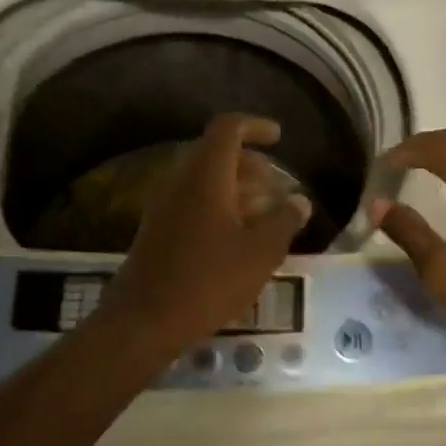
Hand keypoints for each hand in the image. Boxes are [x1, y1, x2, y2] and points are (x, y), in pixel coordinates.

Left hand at [98, 114, 311, 351]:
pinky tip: (240, 237)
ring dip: (237, 187)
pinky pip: (193, 201)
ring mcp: (165, 205)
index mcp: (206, 175)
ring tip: (267, 212)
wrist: (144, 320)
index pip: (228, 128)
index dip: (256, 126)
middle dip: (250, 162)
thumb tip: (300, 201)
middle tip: (277, 184)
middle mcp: (181, 181)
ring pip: (205, 179)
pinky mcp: (158, 229)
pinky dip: (220, 206)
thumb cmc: (208, 280)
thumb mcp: (260, 252)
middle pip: (216, 153)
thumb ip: (284, 221)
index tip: (280, 138)